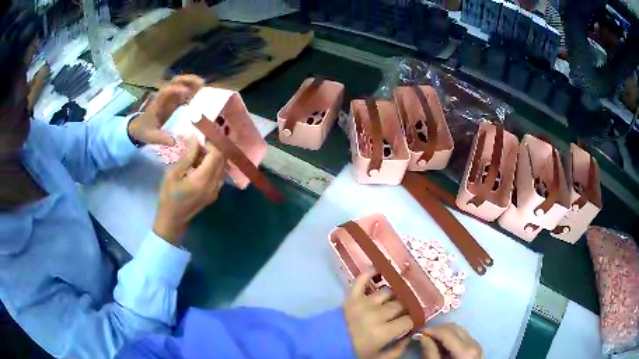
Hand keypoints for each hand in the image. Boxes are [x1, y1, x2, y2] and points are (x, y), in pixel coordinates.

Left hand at [128, 75, 203, 145]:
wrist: (138, 128)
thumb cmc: (144, 131)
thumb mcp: (151, 137)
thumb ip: (161, 138)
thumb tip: (174, 142)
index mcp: (158, 104)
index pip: (166, 92)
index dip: (176, 90)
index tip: (186, 93)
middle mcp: (164, 97)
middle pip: (175, 82)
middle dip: (187, 80)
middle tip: (200, 83)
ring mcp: (169, 98)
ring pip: (180, 84)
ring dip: (191, 82)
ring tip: (203, 85)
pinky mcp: (173, 101)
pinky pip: (183, 92)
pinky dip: (192, 90)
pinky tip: (201, 92)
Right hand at [153, 136, 224, 244]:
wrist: (172, 221)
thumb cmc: (168, 197)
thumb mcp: (173, 174)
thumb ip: (187, 156)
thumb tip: (195, 138)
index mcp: (203, 179)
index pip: (216, 155)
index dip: (212, 142)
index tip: (203, 135)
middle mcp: (214, 185)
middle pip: (222, 160)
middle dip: (214, 148)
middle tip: (200, 142)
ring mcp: (216, 191)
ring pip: (221, 167)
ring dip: (213, 157)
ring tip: (198, 152)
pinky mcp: (214, 195)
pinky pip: (218, 175)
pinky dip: (213, 166)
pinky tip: (200, 164)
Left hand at [344, 270, 413, 358]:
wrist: (323, 344)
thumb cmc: (352, 352)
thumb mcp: (376, 358)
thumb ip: (397, 351)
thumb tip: (409, 337)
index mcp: (383, 332)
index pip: (408, 320)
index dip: (414, 320)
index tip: (414, 321)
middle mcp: (376, 315)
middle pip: (400, 305)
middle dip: (406, 308)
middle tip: (406, 310)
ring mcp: (363, 303)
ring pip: (387, 292)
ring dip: (394, 294)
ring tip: (397, 297)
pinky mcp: (351, 296)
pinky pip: (361, 279)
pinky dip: (370, 272)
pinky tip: (379, 268)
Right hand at [418, 323, 481, 358]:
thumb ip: (430, 352)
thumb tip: (421, 336)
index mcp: (465, 351)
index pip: (447, 332)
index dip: (431, 330)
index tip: (417, 332)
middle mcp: (474, 344)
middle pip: (454, 328)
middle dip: (437, 329)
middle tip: (423, 335)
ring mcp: (477, 345)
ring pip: (459, 330)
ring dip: (444, 332)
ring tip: (431, 339)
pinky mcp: (476, 348)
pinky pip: (463, 336)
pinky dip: (451, 337)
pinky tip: (441, 344)